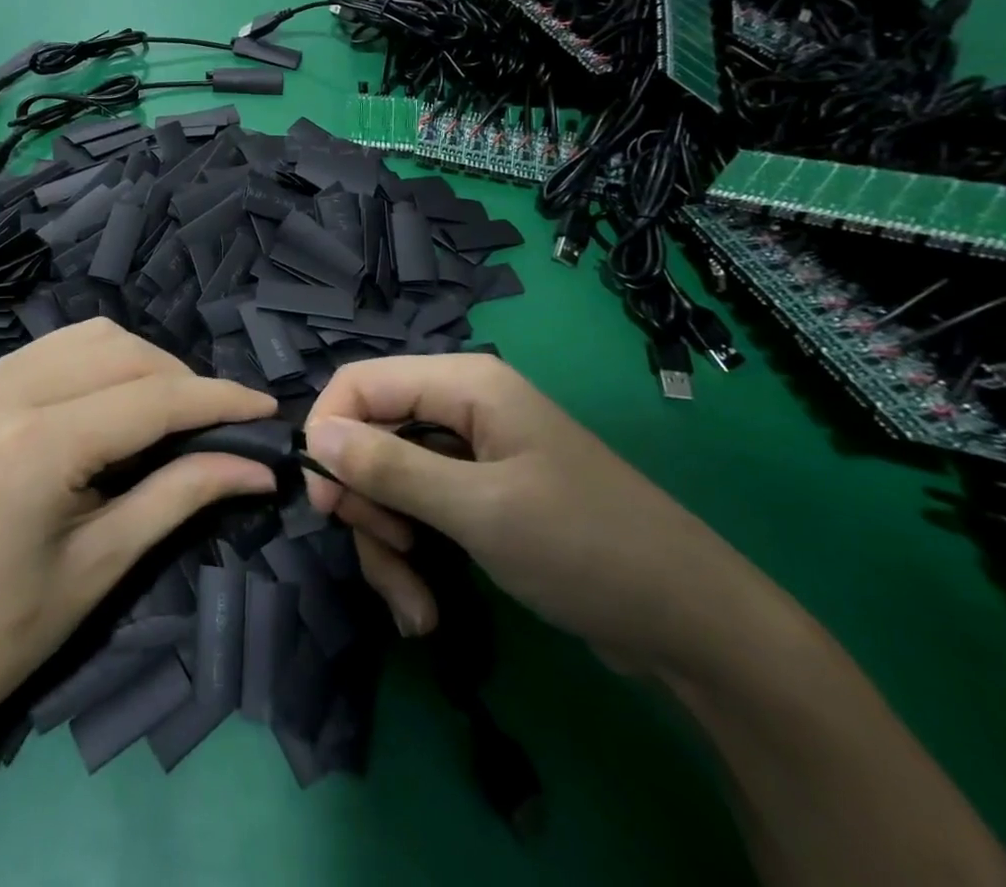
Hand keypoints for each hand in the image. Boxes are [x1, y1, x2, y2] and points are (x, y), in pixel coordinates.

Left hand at [0, 319, 278, 757]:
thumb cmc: (6, 632)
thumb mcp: (105, 563)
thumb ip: (185, 494)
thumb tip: (260, 465)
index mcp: (33, 446)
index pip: (150, 398)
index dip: (218, 399)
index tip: (268, 408)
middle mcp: (2, 392)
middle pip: (122, 352)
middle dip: (182, 380)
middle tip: (220, 423)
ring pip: (91, 338)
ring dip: (143, 365)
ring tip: (173, 414)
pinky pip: (56, 350)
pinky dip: (101, 365)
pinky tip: (117, 405)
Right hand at [303, 354, 779, 678]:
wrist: (691, 624)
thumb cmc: (583, 546)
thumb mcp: (479, 509)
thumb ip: (390, 468)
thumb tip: (314, 435)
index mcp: (462, 384)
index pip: (360, 383)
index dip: (329, 432)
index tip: (324, 501)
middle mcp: (460, 408)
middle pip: (370, 437)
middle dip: (365, 503)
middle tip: (386, 556)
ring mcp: (469, 454)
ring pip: (388, 483)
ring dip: (388, 546)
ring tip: (414, 606)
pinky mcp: (478, 496)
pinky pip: (417, 512)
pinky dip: (412, 558)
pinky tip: (425, 609)